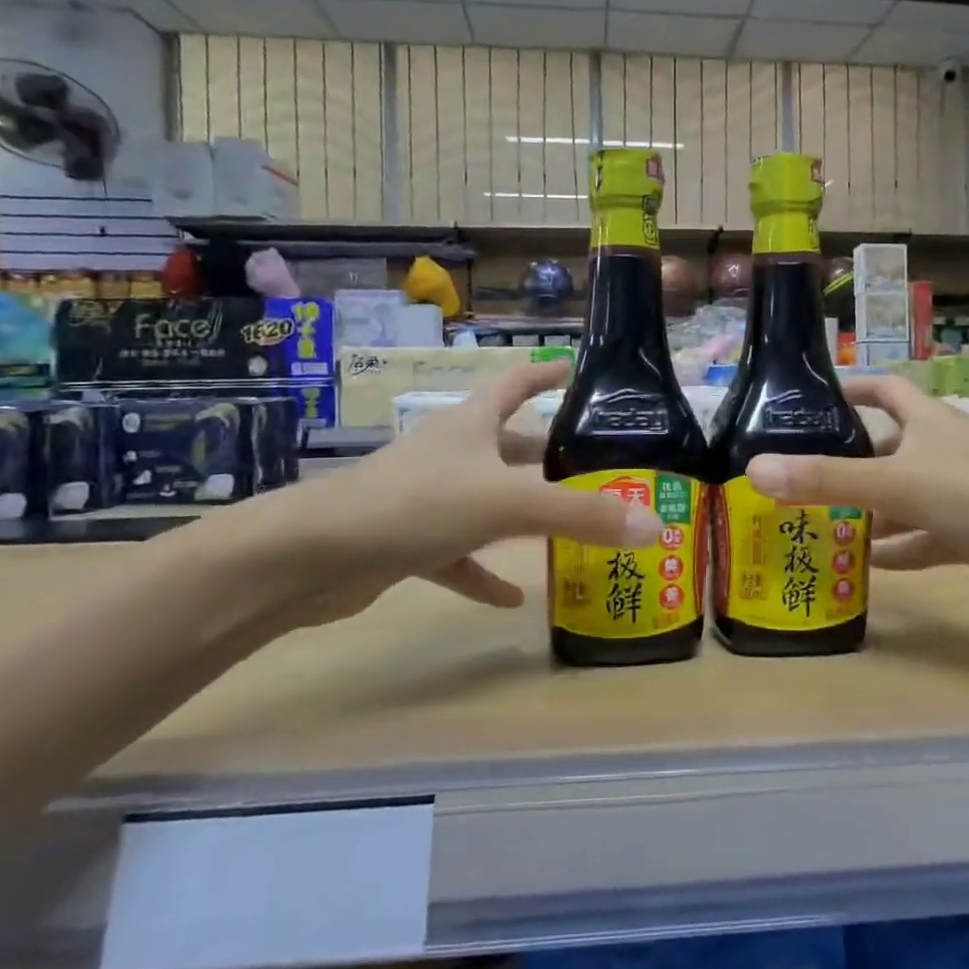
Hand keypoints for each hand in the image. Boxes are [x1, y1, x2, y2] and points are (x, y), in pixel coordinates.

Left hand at [201, 361, 660, 631]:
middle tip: (593, 465)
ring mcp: (427, 496)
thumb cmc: (417, 504)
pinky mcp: (408, 540)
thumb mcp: (508, 503)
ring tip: (568, 529)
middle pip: (506, 444)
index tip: (576, 371)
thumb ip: (582, 516)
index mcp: (470, 425)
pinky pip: (458, 554)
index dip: (545, 374)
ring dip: (522, 513)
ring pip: (486, 499)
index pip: (513, 383)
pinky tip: (513, 597)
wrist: (313, 556)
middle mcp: (450, 452)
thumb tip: (655, 526)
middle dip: (546, 453)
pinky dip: (484, 571)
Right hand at [744, 376, 968, 605]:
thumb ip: (827, 480)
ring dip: (867, 511)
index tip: (805, 404)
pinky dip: (899, 547)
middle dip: (845, 461)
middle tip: (794, 479)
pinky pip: (925, 535)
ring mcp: (963, 491)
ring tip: (816, 525)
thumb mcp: (899, 485)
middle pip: (885, 447)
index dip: (846, 390)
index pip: (881, 390)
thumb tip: (754, 470)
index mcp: (927, 421)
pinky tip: (866, 564)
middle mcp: (943, 449)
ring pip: (902, 496)